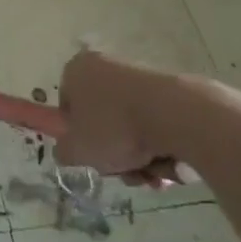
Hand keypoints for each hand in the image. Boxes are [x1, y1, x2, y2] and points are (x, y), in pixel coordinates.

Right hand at [54, 50, 191, 186]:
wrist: (177, 116)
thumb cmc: (114, 128)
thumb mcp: (75, 150)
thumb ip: (63, 151)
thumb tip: (69, 149)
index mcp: (77, 70)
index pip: (67, 105)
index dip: (75, 134)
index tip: (88, 153)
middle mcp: (107, 66)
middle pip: (102, 120)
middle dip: (113, 152)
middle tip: (121, 170)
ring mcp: (141, 77)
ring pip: (131, 127)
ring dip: (138, 158)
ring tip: (149, 175)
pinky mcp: (172, 91)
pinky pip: (157, 125)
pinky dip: (160, 148)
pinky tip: (169, 167)